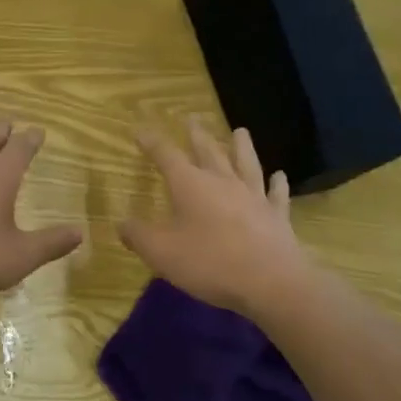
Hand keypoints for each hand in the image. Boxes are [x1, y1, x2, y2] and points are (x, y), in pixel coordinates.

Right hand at [120, 118, 316, 315]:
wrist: (270, 283)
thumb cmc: (209, 263)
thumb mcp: (161, 252)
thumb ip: (138, 235)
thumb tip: (121, 223)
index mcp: (190, 185)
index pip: (166, 155)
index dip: (151, 142)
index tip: (140, 129)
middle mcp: (222, 182)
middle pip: (208, 151)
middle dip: (196, 135)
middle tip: (192, 117)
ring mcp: (253, 197)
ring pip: (246, 164)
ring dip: (241, 147)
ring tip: (240, 131)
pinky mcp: (276, 216)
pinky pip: (275, 194)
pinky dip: (277, 183)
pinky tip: (279, 175)